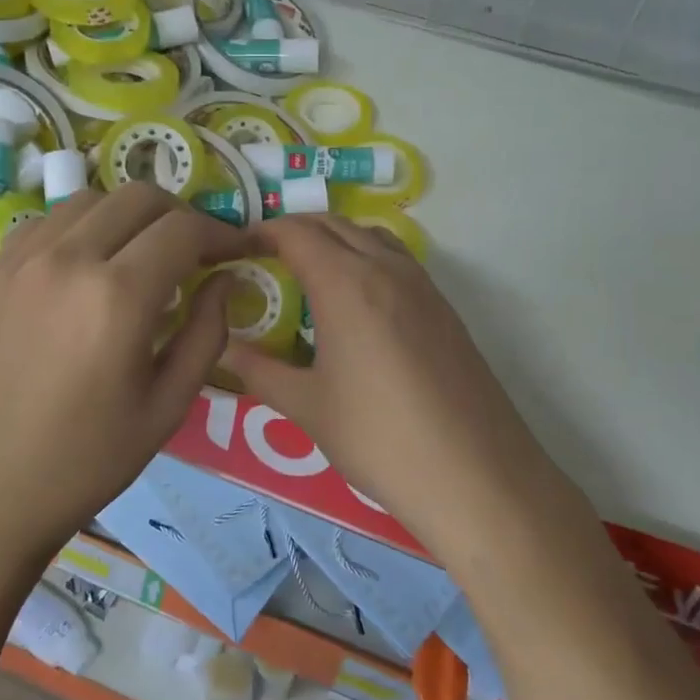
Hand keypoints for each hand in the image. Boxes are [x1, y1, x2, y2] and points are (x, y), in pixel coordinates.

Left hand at [0, 183, 247, 563]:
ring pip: (88, 201)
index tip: (239, 251)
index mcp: (117, 296)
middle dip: (180, 215)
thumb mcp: (166, 409)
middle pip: (138, 197)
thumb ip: (207, 334)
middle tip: (196, 252)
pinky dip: (80, 229)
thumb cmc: (81, 465)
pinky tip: (85, 268)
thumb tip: (224, 282)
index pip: (183, 230)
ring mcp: (18, 262)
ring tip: (141, 256)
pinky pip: (44, 225)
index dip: (222, 233)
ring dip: (129, 216)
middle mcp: (66, 260)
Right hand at [221, 217, 557, 540]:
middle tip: (265, 259)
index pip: (296, 233)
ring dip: (335, 240)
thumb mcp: (307, 407)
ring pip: (371, 237)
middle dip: (295, 231)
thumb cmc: (378, 438)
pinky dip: (367, 259)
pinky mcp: (445, 308)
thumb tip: (224, 349)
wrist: (474, 474)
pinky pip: (398, 261)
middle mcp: (386, 269)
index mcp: (346, 283)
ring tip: (310, 274)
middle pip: (334, 225)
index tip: (237, 249)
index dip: (261, 233)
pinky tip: (359, 304)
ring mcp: (423, 286)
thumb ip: (259, 370)